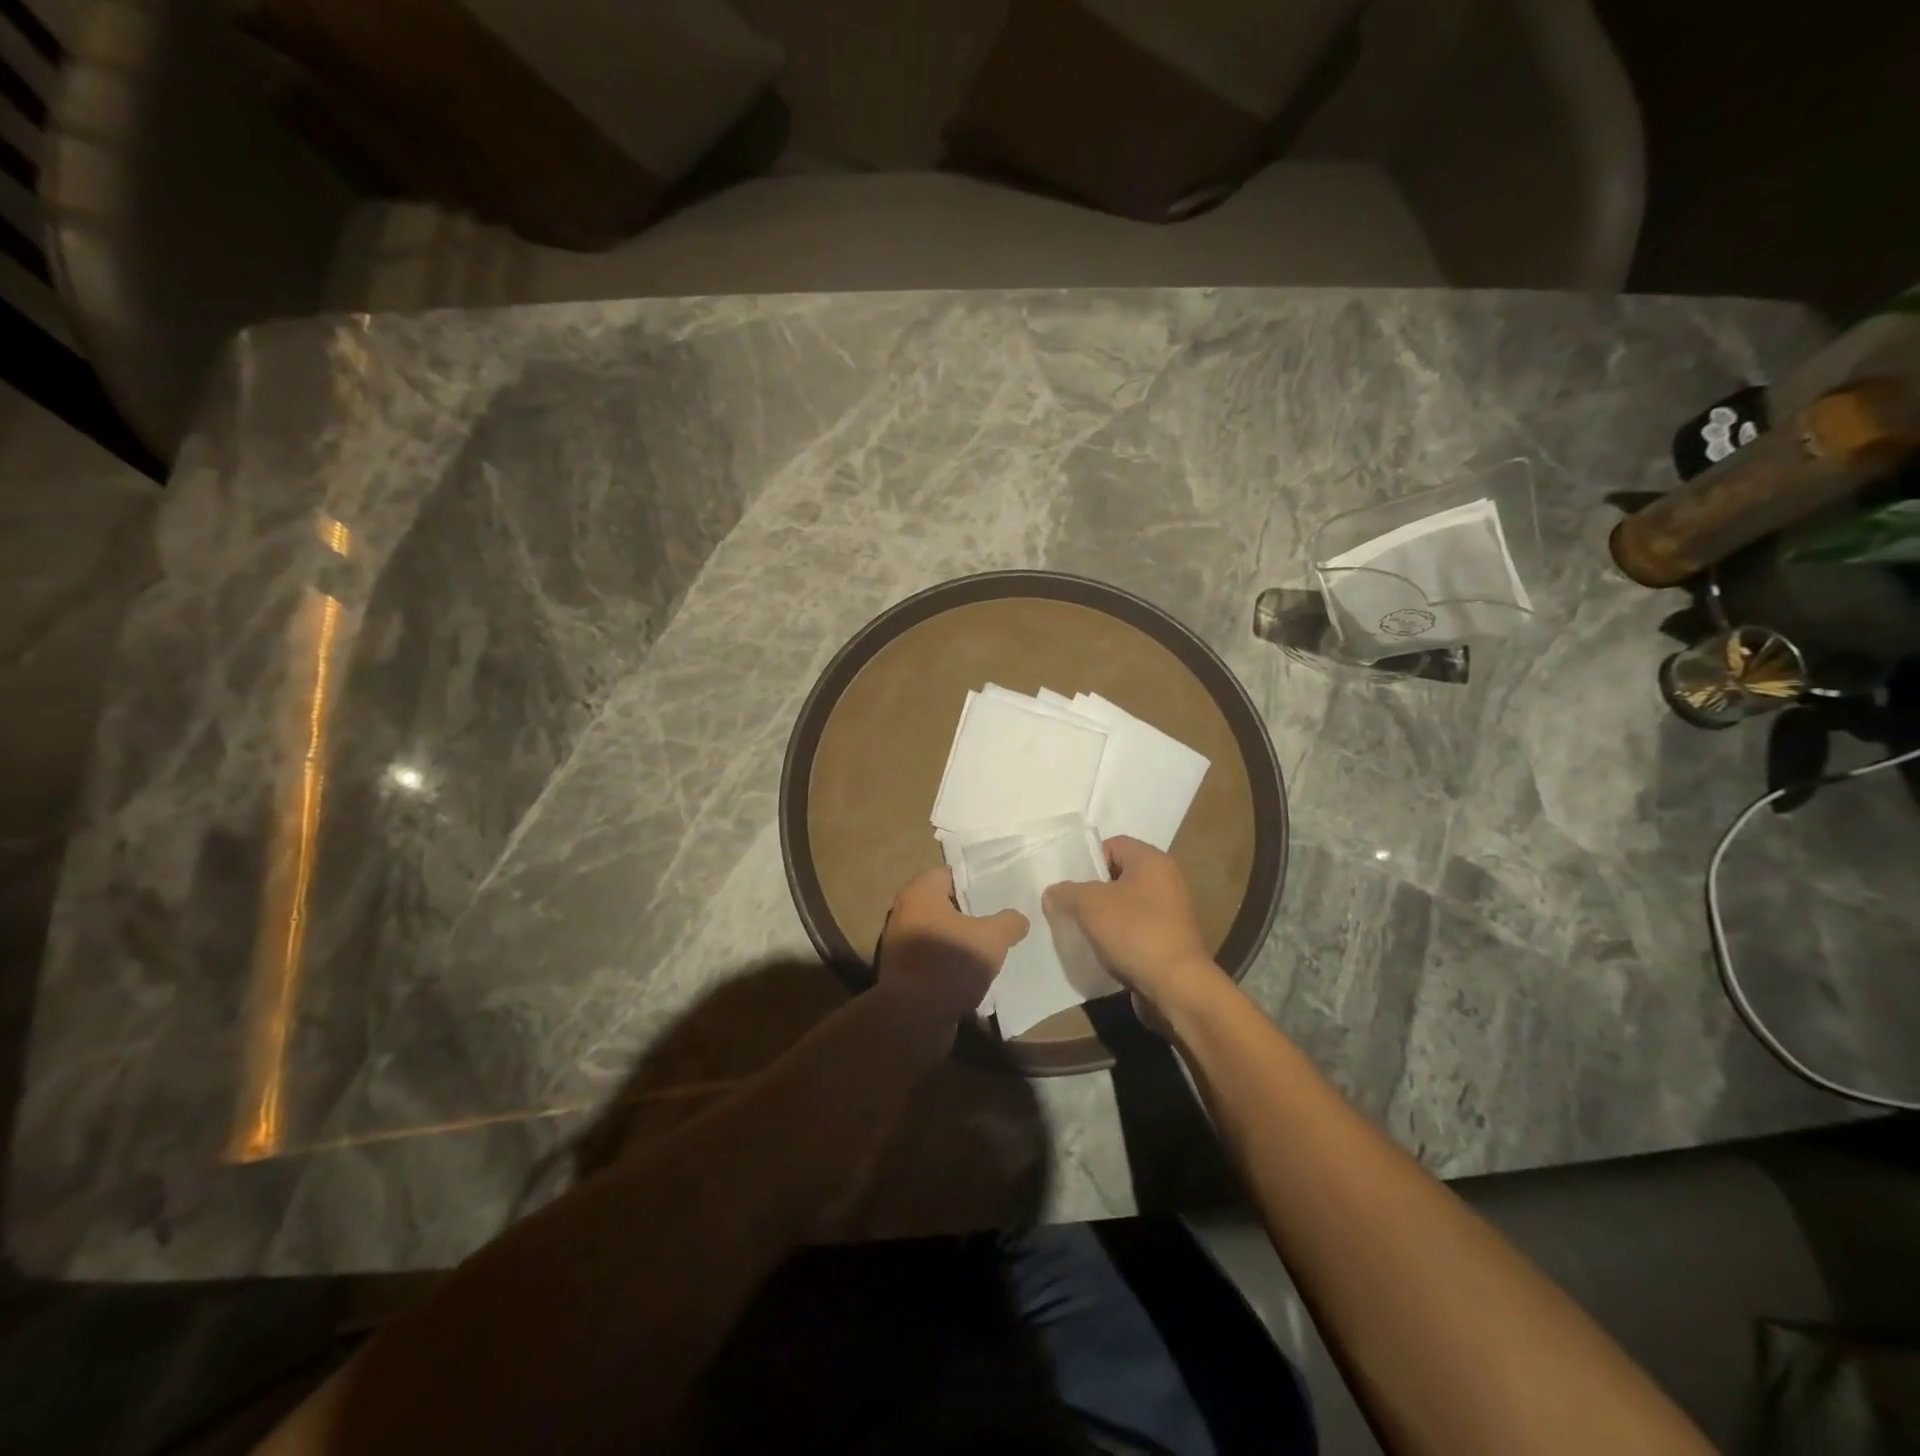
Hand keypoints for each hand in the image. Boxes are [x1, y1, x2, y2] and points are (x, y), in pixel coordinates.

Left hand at [877, 868, 1028, 1027]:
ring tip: (991, 947)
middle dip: (969, 912)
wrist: (913, 1018)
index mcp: (920, 892)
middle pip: (943, 904)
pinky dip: (950, 962)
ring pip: (939, 932)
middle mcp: (904, 911)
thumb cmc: (950, 963)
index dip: (974, 881)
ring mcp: (900, 943)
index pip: (949, 873)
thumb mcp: (991, 939)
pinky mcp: (903, 971)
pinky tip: (973, 973)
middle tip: (999, 918)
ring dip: (960, 939)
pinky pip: (932, 957)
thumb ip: (1009, 922)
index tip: (998, 891)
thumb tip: (1019, 918)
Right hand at [1043, 837, 1224, 1014]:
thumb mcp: (1090, 905)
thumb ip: (1066, 893)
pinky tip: (1102, 951)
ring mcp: (1170, 912)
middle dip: (1091, 892)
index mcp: (1151, 861)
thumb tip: (1052, 893)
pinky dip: (1119, 936)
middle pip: (1118, 876)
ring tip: (1082, 932)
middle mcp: (1166, 880)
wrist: (1176, 986)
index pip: (1113, 845)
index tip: (1071, 885)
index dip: (1088, 861)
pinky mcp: (1170, 940)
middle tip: (1070, 908)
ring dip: (1103, 917)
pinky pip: (1136, 929)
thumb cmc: (1135, 932)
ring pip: (1125, 905)